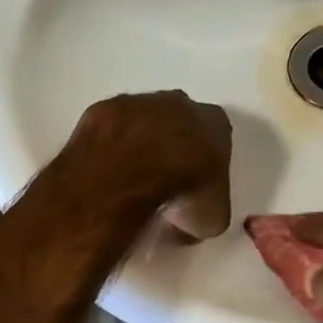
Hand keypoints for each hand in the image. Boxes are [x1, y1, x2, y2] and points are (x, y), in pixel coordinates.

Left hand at [67, 92, 232, 239]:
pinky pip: (110, 129)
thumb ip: (208, 210)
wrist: (132, 172)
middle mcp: (180, 103)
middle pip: (180, 122)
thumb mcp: (211, 219)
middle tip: (164, 181)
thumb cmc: (184, 192)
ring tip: (130, 178)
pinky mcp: (104, 108)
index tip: (196, 186)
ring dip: (139, 144)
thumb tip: (191, 222)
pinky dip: (109, 146)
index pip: (217, 138)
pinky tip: (106, 171)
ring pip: (143, 121)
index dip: (206, 163)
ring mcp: (139, 101)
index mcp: (216, 123)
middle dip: (173, 147)